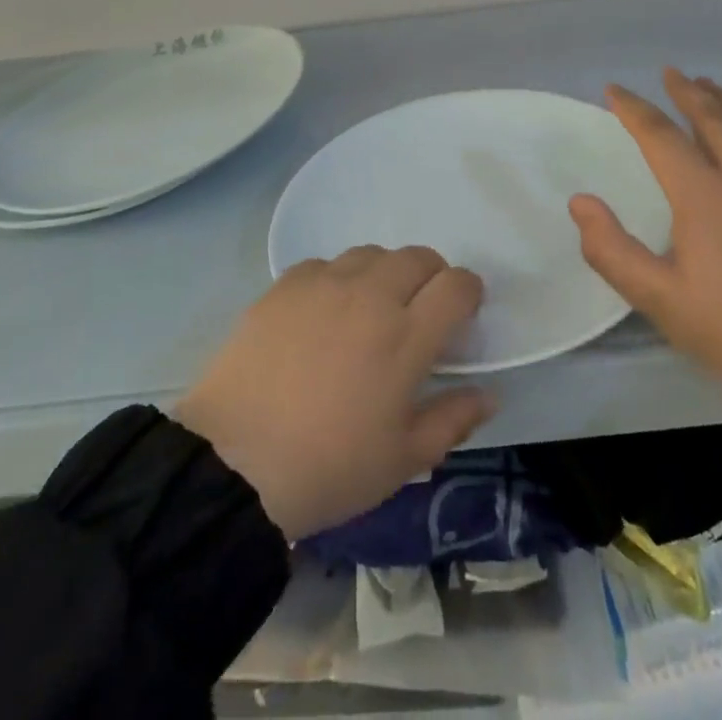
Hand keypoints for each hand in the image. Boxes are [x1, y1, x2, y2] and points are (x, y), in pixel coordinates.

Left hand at [174, 246, 493, 540]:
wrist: (233, 463)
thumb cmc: (328, 468)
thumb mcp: (402, 461)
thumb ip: (452, 420)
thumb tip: (488, 395)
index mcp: (407, 335)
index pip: (456, 285)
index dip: (469, 292)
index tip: (463, 314)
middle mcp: (371, 295)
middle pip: (418, 257)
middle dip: (431, 277)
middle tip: (420, 312)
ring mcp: (325, 284)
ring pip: (372, 253)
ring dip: (385, 273)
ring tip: (371, 308)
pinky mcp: (286, 285)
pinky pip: (326, 264)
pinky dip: (338, 279)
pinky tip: (325, 312)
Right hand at [571, 68, 721, 407]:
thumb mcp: (657, 298)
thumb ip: (610, 249)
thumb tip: (580, 201)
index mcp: (704, 196)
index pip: (662, 137)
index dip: (635, 109)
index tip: (615, 90)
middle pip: (713, 119)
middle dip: (687, 92)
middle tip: (670, 72)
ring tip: (707, 85)